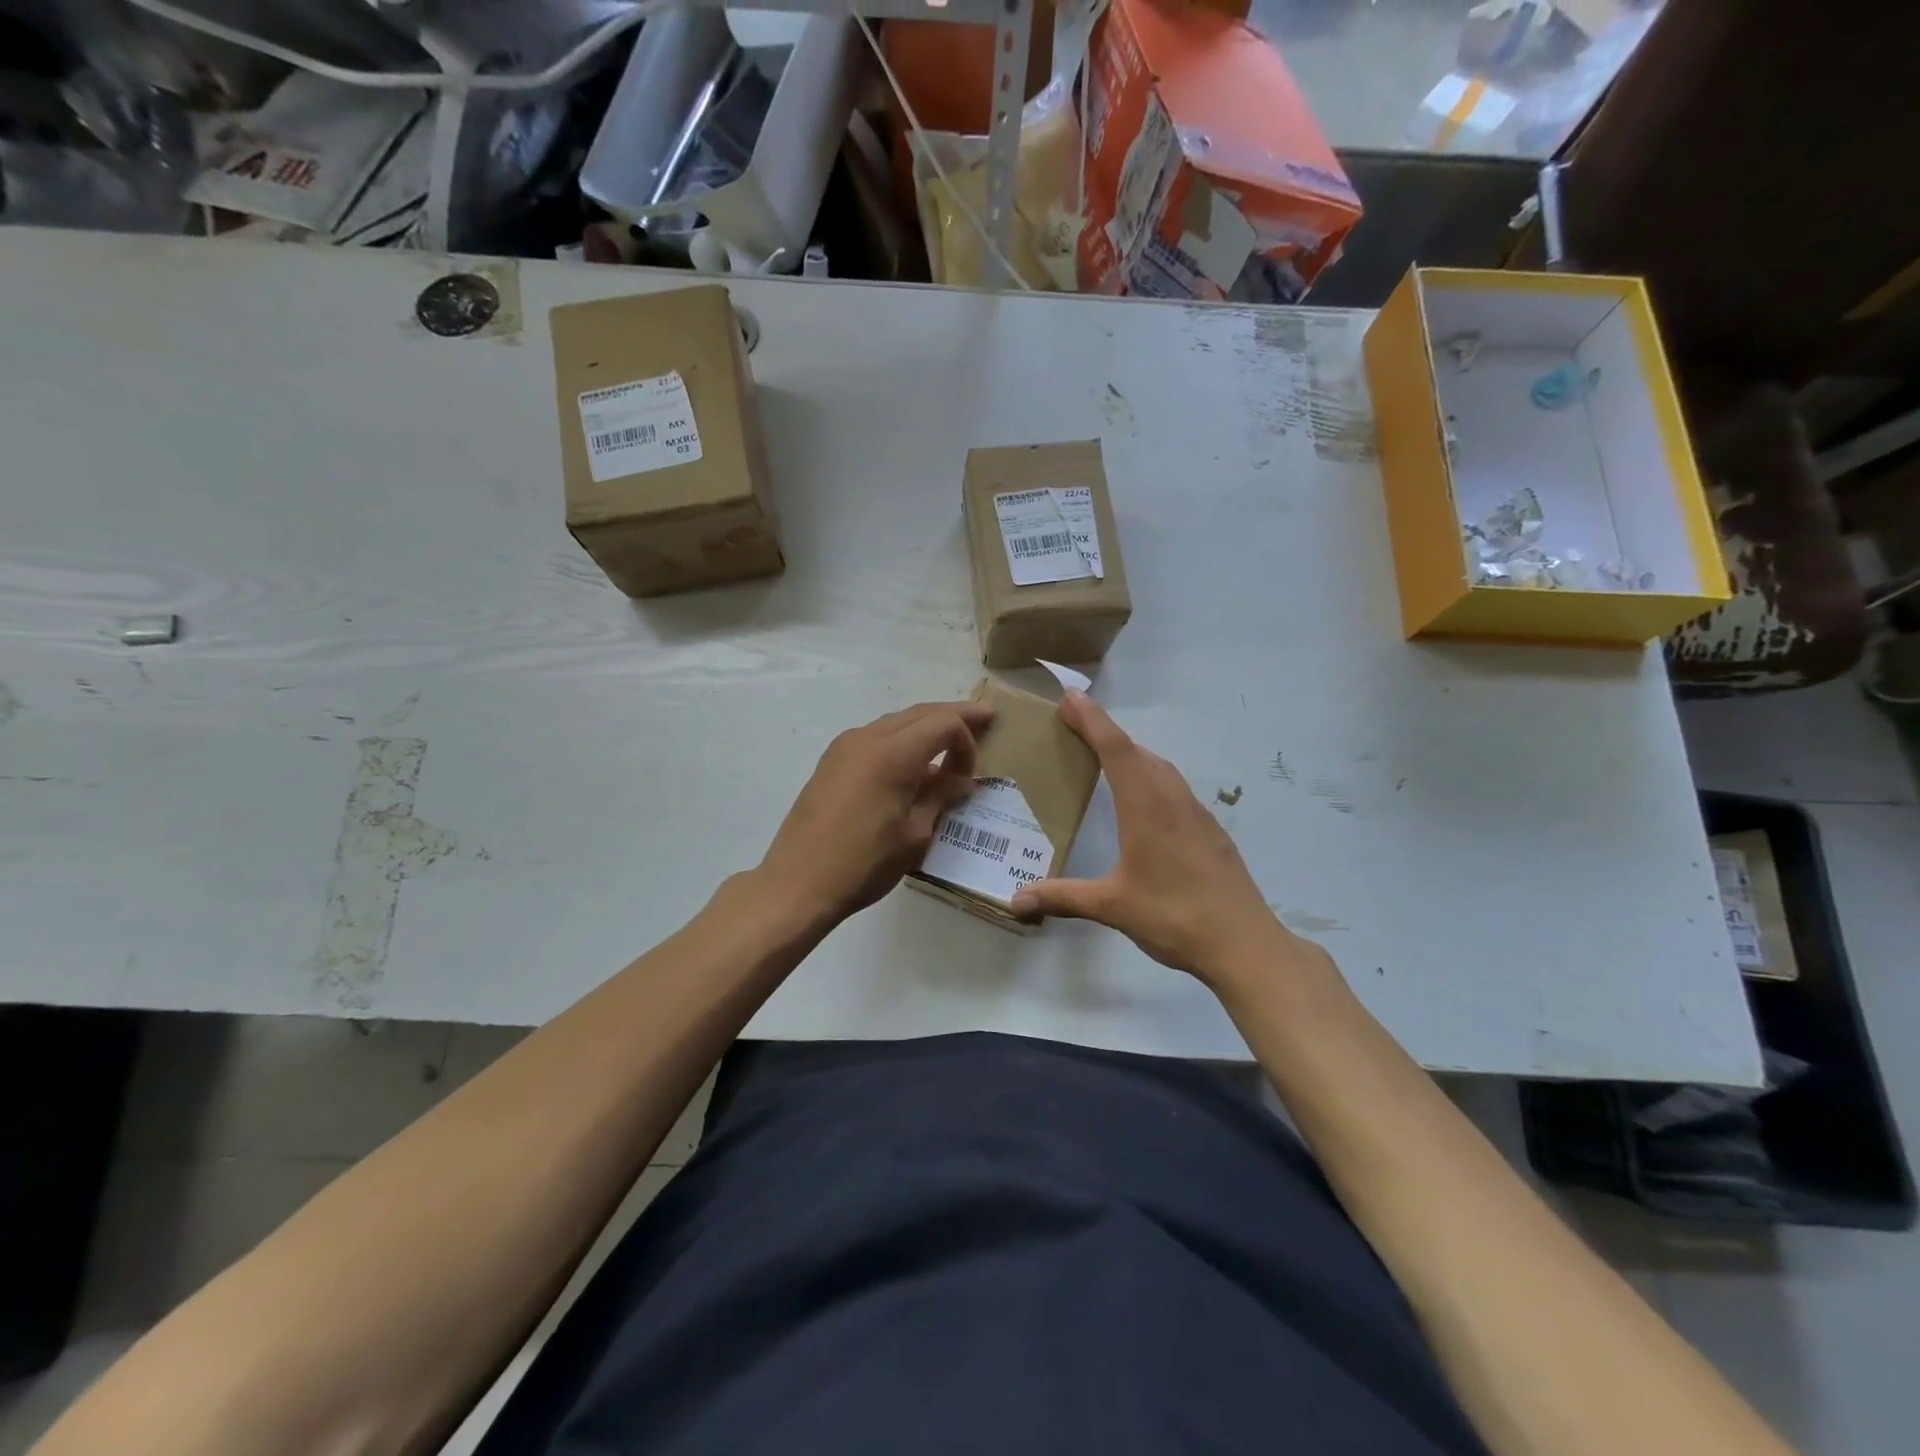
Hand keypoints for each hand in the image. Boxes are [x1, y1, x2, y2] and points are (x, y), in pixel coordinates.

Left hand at [758, 700, 995, 925]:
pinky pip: (876, 737)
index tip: (972, 775)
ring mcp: (845, 747)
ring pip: (896, 722)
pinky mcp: (832, 761)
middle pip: (921, 712)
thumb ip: (940, 797)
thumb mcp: (915, 834)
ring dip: (925, 727)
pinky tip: (912, 763)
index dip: (967, 739)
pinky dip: (901, 740)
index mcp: (893, 753)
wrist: (798, 883)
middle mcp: (868, 738)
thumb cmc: (864, 863)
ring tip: (949, 741)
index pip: (944, 723)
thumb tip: (961, 781)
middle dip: (953, 715)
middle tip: (984, 718)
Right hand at [1011, 691, 1300, 982]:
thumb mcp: (1113, 906)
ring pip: (1161, 769)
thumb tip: (1015, 900)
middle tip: (1076, 724)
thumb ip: (1063, 897)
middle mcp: (1173, 801)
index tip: (1071, 697)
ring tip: (1105, 756)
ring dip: (1132, 753)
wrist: (1245, 944)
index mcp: (1147, 808)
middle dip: (1107, 732)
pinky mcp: (1211, 832)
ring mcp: (1197, 815)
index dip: (1092, 720)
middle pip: (1138, 752)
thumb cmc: (1175, 917)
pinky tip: (1145, 801)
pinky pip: (1176, 788)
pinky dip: (1152, 777)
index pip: (1116, 750)